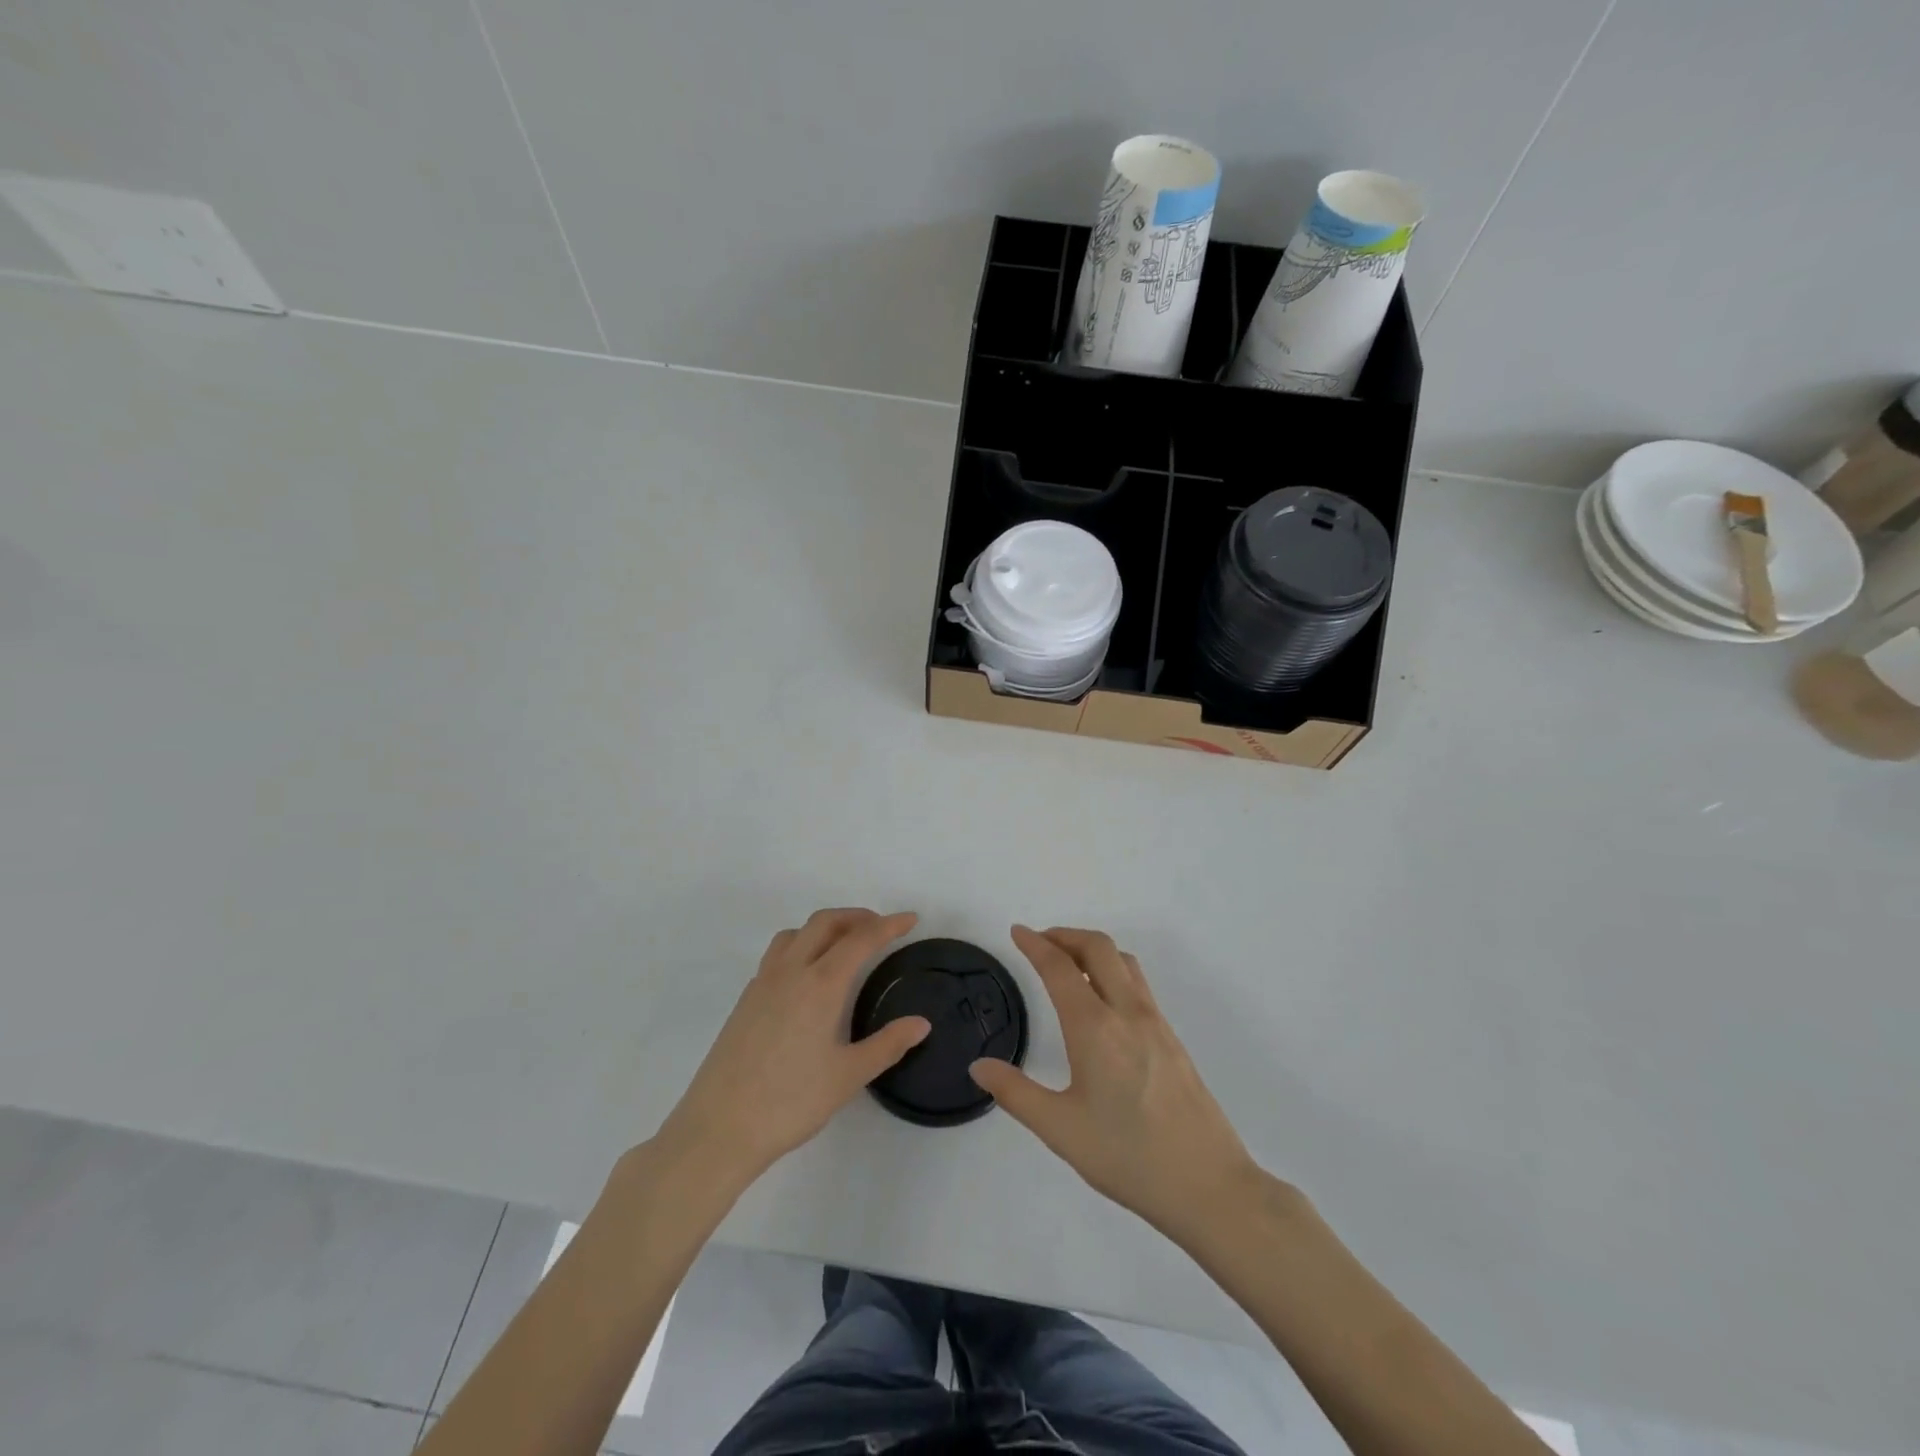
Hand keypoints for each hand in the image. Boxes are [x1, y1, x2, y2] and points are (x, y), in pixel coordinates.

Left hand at [654, 909, 928, 1190]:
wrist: (719, 1128)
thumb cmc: (790, 1102)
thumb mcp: (848, 1077)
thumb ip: (887, 1045)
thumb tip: (921, 1023)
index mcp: (821, 984)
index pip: (861, 939)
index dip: (889, 925)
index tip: (910, 919)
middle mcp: (791, 972)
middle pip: (825, 923)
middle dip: (856, 917)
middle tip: (880, 928)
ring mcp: (763, 983)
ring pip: (795, 934)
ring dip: (824, 928)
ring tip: (843, 945)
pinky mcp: (745, 1000)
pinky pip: (777, 955)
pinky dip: (800, 947)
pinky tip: (807, 978)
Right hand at [970, 926, 1258, 1245]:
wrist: (1208, 1185)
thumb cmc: (1128, 1157)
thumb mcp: (1061, 1130)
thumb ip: (1016, 1093)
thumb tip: (979, 1066)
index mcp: (1095, 1028)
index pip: (1060, 968)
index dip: (1035, 944)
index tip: (1016, 932)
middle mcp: (1127, 1012)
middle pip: (1098, 947)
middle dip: (1065, 935)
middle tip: (1040, 942)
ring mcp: (1155, 1022)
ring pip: (1123, 961)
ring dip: (1092, 948)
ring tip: (1069, 963)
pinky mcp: (1172, 1038)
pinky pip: (1138, 983)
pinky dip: (1113, 969)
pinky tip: (1103, 999)